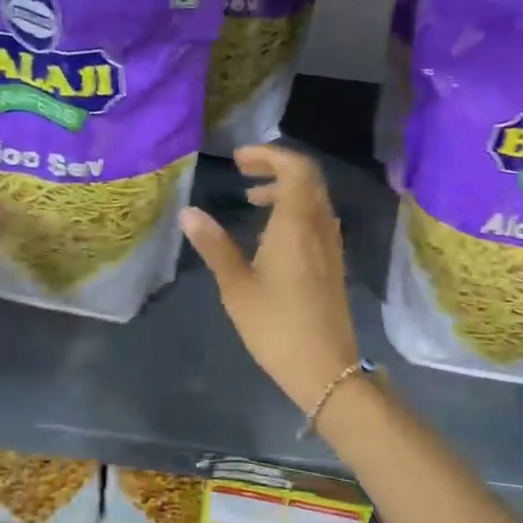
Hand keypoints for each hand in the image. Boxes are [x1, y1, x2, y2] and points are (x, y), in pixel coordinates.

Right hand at [179, 145, 361, 412]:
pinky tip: (272, 234)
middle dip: (276, 166)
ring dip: (286, 189)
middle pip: (308, 177)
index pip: (295, 167)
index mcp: (297, 224)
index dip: (268, 154)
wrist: (325, 368)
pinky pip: (317, 219)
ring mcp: (331, 245)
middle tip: (244, 171)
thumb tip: (188, 213)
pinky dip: (296, 210)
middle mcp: (320, 226)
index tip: (238, 159)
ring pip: (314, 199)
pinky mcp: (334, 262)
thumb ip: (214, 245)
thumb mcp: (236, 286)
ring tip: (253, 200)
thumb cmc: (275, 326)